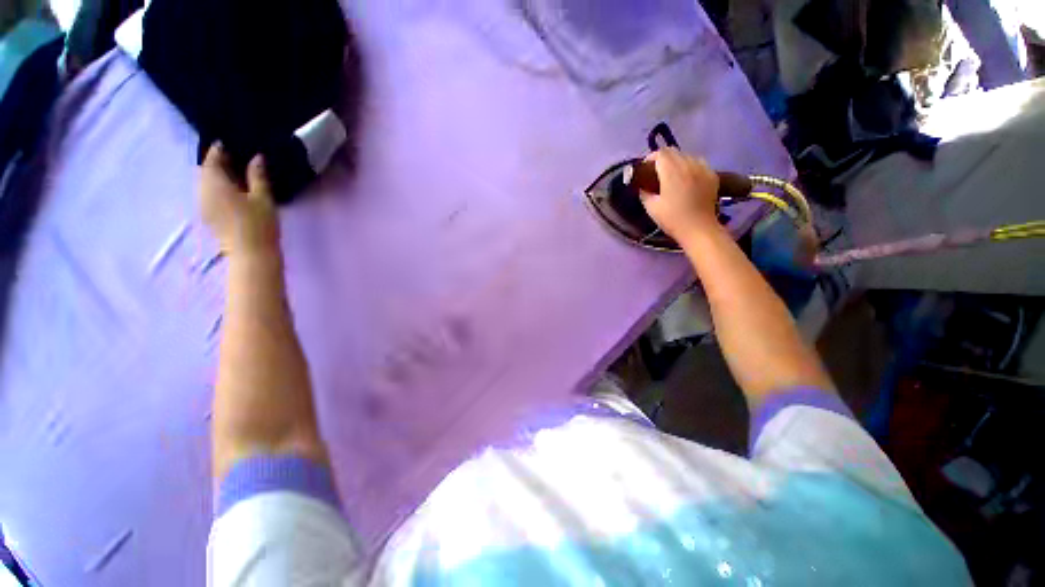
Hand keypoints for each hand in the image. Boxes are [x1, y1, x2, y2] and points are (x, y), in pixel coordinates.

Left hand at [200, 144, 279, 256]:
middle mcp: (202, 189)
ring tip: (238, 173)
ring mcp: (203, 203)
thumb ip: (258, 175)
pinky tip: (234, 190)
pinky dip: (218, 186)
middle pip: (207, 169)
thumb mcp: (263, 197)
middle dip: (220, 161)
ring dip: (219, 175)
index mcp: (214, 182)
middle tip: (239, 157)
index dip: (222, 148)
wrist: (251, 254)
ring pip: (207, 181)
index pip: (213, 157)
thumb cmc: (259, 224)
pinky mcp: (208, 214)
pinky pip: (209, 192)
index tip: (235, 142)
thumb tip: (257, 157)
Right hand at [638, 148, 721, 242]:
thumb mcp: (651, 208)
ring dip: (677, 161)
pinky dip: (690, 166)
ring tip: (672, 175)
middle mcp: (688, 165)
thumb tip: (642, 187)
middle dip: (663, 159)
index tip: (645, 169)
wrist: (699, 229)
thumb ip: (644, 193)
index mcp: (672, 172)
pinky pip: (698, 163)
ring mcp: (702, 168)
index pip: (660, 154)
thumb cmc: (672, 219)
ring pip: (687, 156)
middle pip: (674, 152)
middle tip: (656, 172)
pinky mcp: (712, 175)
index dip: (651, 158)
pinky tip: (687, 178)